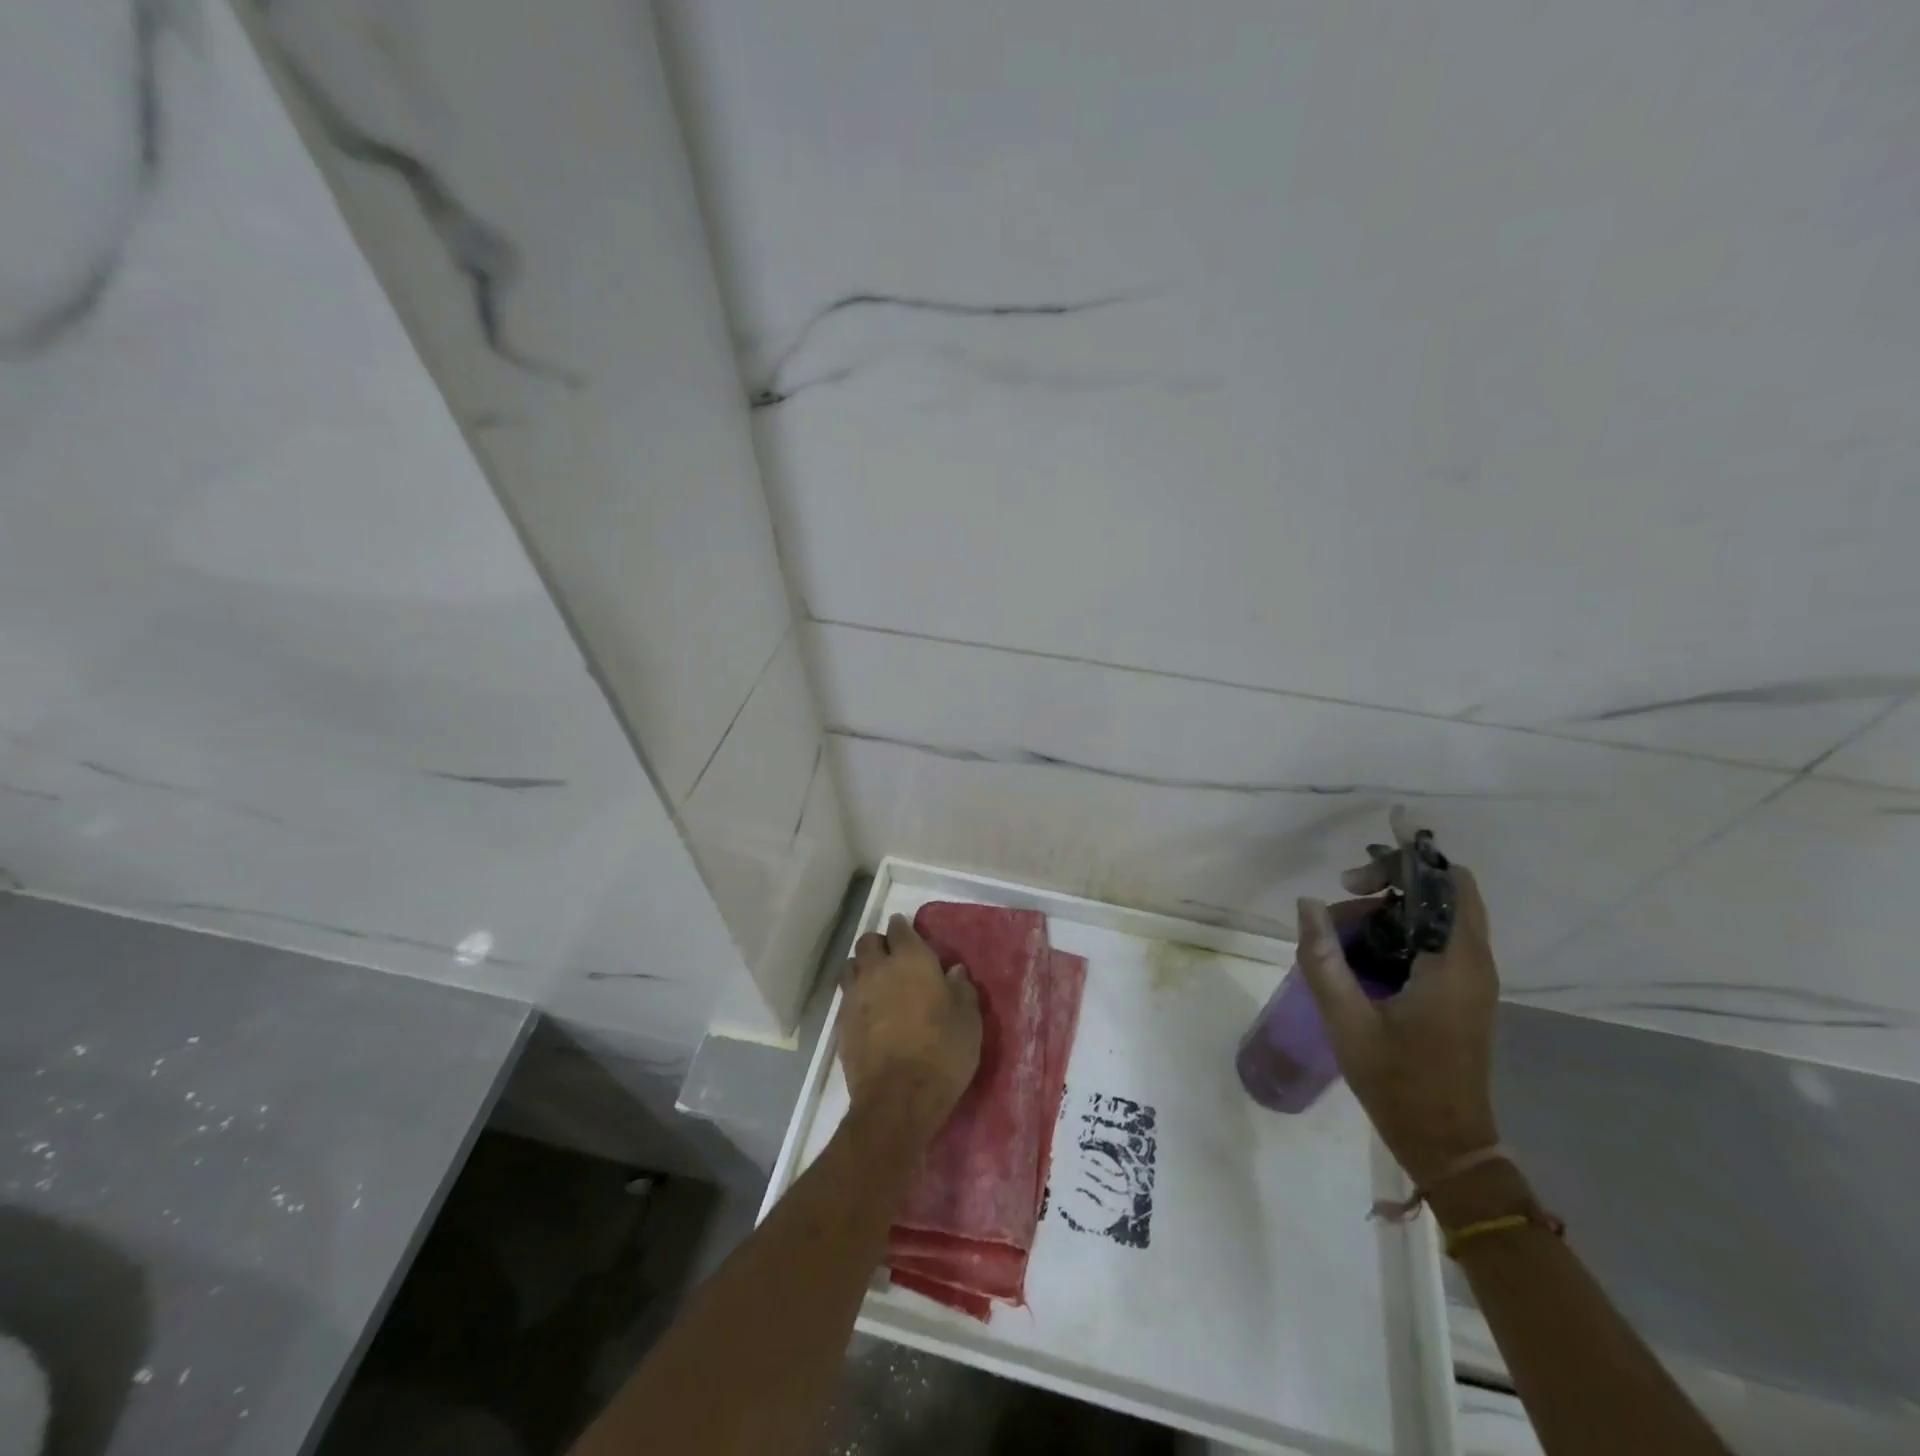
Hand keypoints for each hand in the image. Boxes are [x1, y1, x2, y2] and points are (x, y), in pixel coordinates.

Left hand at [839, 914, 982, 1142]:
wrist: (898, 1099)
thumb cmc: (942, 1052)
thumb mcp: (968, 1020)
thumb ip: (961, 989)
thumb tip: (954, 971)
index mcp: (911, 959)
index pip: (900, 928)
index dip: (904, 929)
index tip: (910, 936)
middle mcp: (878, 968)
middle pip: (868, 942)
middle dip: (879, 945)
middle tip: (893, 959)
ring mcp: (855, 995)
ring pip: (851, 965)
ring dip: (862, 967)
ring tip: (876, 982)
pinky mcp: (841, 1022)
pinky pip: (846, 996)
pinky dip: (856, 996)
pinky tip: (868, 1011)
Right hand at [1294, 809, 1499, 1184]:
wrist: (1445, 1143)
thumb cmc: (1398, 1081)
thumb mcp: (1347, 1018)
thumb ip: (1323, 956)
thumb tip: (1307, 903)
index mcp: (1453, 963)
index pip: (1448, 883)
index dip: (1416, 851)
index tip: (1385, 827)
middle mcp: (1472, 962)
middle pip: (1442, 892)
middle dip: (1392, 879)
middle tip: (1342, 890)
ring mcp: (1469, 979)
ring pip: (1434, 915)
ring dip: (1388, 907)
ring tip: (1337, 931)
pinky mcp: (1460, 992)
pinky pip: (1432, 939)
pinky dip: (1397, 929)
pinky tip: (1358, 951)